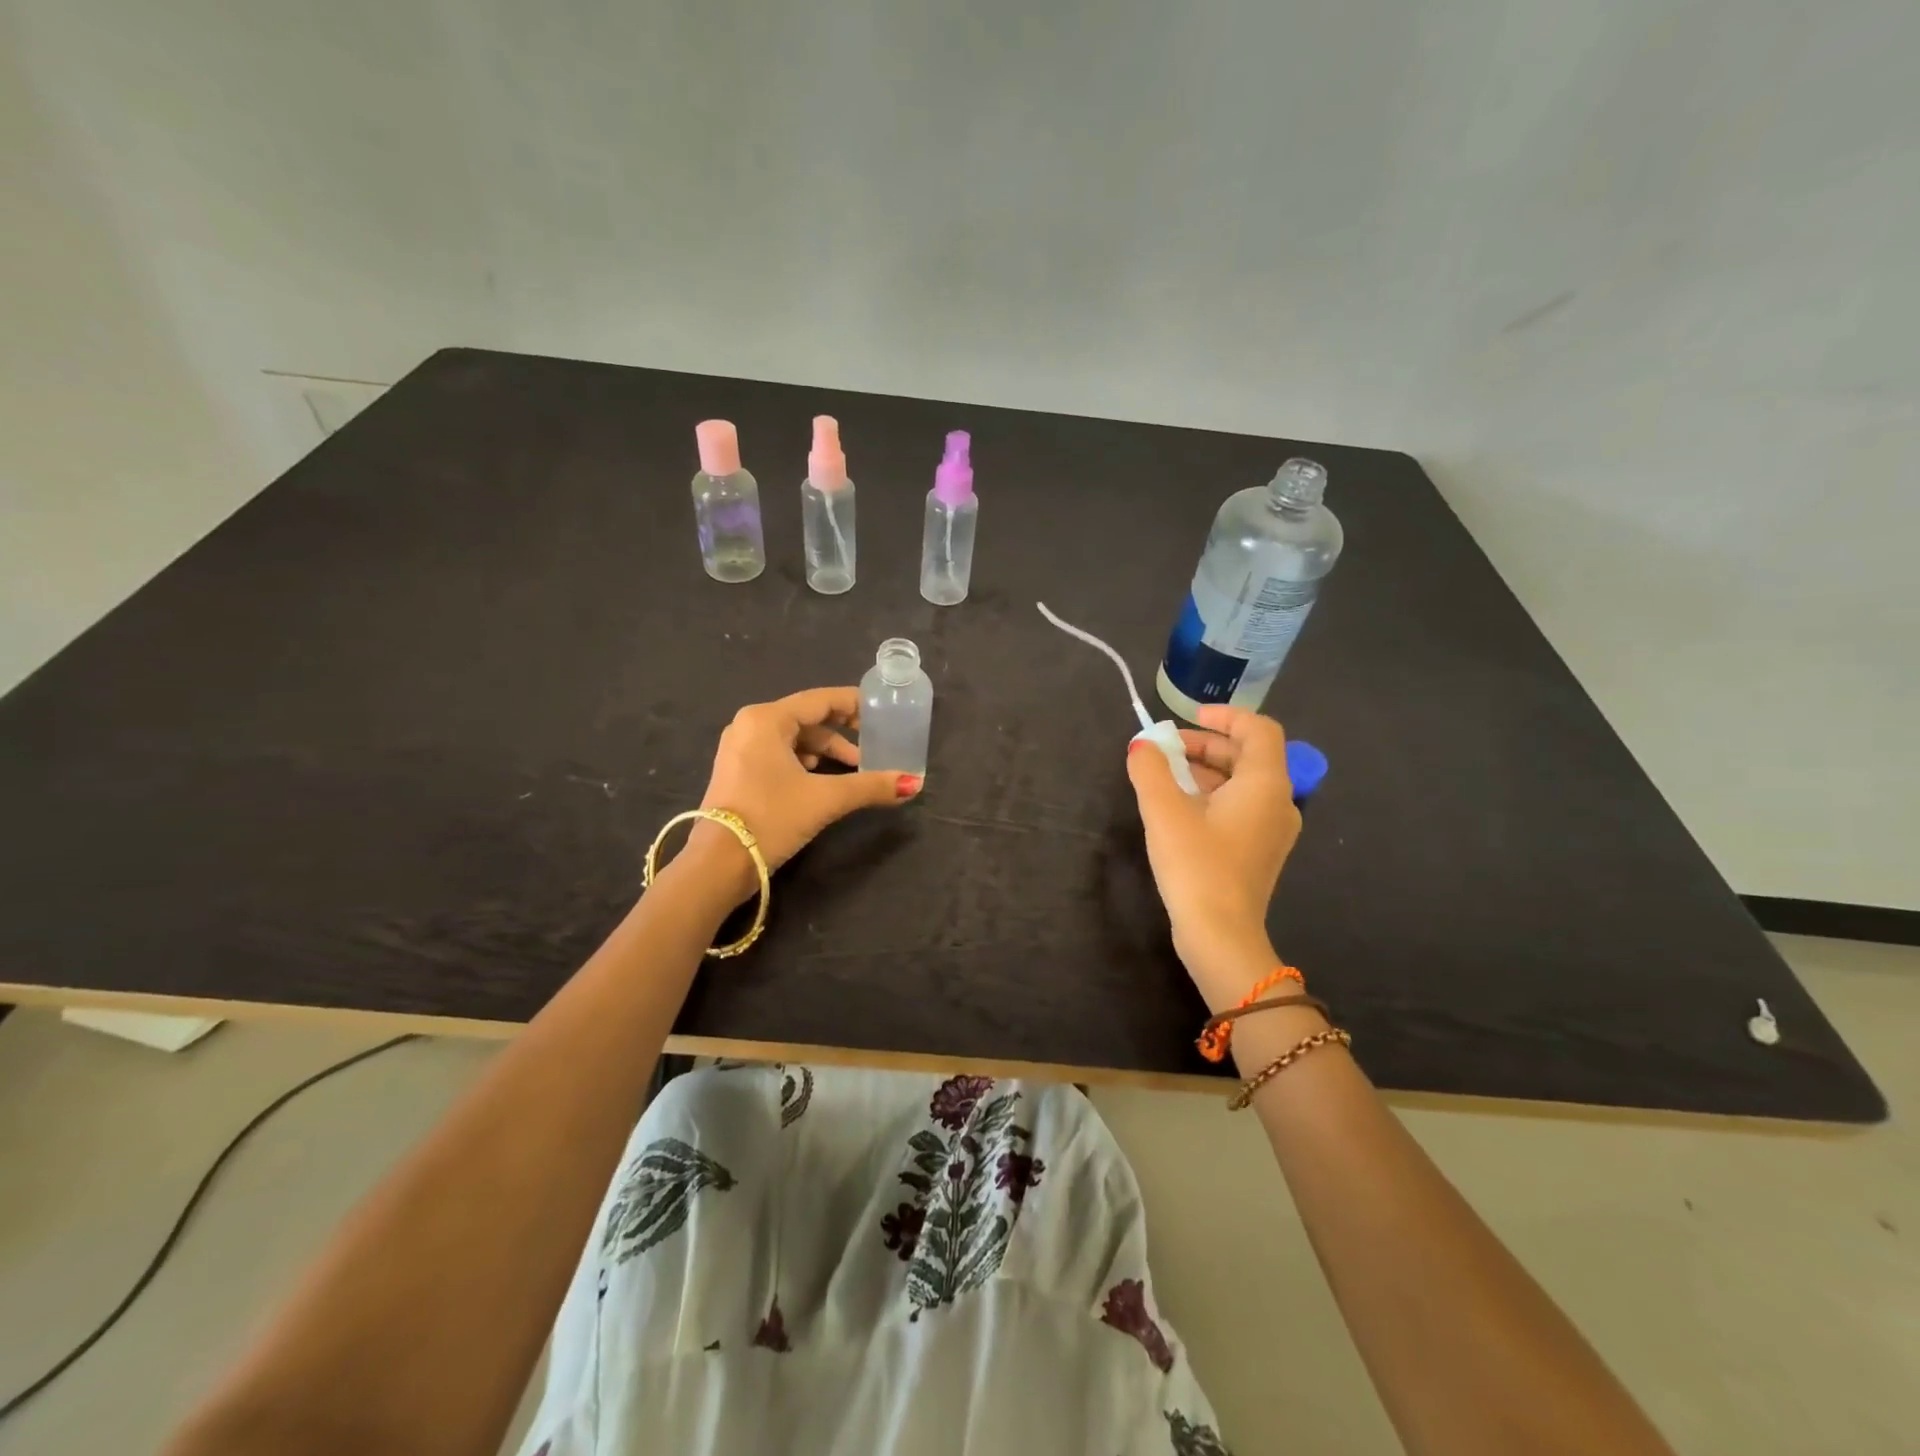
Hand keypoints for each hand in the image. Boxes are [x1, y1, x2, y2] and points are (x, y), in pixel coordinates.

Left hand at [685, 686, 919, 901]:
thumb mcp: (826, 799)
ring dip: (825, 751)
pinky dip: (804, 763)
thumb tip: (914, 783)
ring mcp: (739, 749)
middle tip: (873, 744)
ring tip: (854, 769)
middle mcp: (749, 725)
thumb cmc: (771, 818)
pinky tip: (822, 780)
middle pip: (807, 718)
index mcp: (766, 719)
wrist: (719, 864)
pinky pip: (779, 755)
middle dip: (842, 733)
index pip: (820, 700)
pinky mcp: (737, 772)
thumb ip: (871, 786)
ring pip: (793, 739)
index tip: (881, 712)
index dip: (854, 704)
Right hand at [1126, 706, 1301, 1009]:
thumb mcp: (1164, 811)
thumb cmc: (1196, 865)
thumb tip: (1142, 745)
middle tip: (1164, 749)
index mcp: (1265, 784)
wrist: (1221, 936)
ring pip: (1242, 783)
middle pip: (1248, 755)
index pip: (1259, 730)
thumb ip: (1149, 769)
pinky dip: (1212, 796)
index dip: (1225, 715)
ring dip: (1205, 771)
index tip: (1188, 717)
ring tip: (1163, 776)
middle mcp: (1278, 802)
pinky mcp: (1259, 852)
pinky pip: (1240, 808)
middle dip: (1205, 745)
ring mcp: (1272, 831)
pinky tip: (1178, 808)